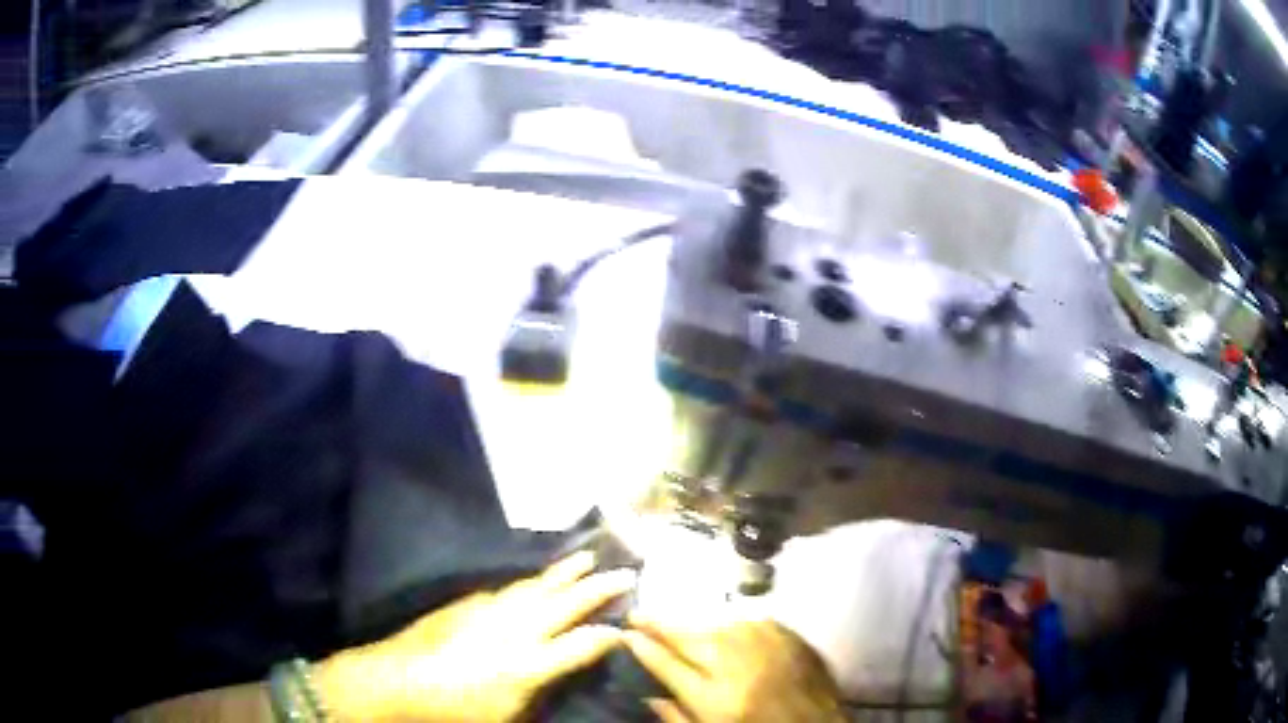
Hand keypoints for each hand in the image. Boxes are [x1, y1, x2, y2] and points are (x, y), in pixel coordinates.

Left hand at [316, 552, 633, 721]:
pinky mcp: (467, 603)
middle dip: (598, 587)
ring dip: (564, 572)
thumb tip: (559, 669)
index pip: (581, 643)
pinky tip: (536, 579)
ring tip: (587, 557)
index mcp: (527, 663)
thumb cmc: (454, 709)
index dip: (607, 635)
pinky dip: (530, 581)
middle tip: (626, 571)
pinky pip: (508, 588)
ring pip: (535, 585)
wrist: (396, 679)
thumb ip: (538, 688)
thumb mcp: (505, 713)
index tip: (626, 627)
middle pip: (563, 603)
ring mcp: (488, 611)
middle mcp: (513, 630)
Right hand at [625, 616, 845, 722]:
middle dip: (659, 623)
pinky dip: (730, 622)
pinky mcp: (792, 637)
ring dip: (693, 621)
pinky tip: (720, 626)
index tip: (625, 634)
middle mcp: (740, 667)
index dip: (642, 648)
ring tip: (674, 622)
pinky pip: (751, 621)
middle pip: (690, 637)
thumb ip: (677, 717)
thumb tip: (648, 694)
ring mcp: (770, 647)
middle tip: (637, 613)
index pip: (668, 665)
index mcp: (718, 700)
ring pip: (719, 623)